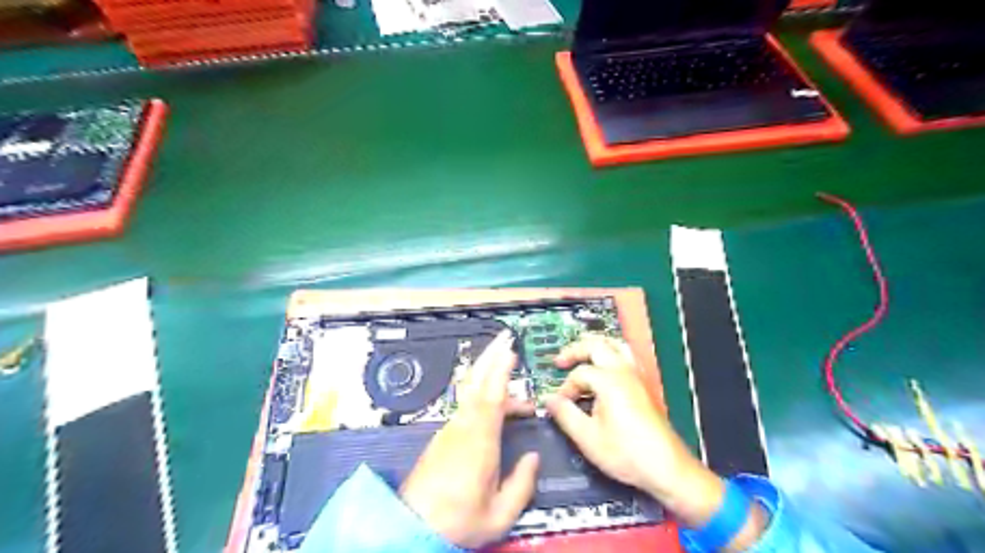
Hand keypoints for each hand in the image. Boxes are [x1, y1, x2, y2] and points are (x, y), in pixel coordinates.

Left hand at [397, 333, 537, 547]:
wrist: (411, 528)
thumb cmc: (456, 522)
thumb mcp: (498, 515)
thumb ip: (521, 485)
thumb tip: (532, 459)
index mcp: (478, 442)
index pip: (491, 396)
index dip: (501, 370)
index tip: (510, 351)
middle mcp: (462, 428)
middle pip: (476, 382)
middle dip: (490, 356)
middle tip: (504, 338)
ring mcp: (450, 429)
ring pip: (471, 393)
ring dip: (490, 377)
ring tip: (513, 380)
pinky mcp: (444, 436)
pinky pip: (466, 405)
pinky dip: (483, 395)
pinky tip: (496, 405)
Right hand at [546, 337, 721, 523]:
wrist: (666, 467)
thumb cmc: (626, 453)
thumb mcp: (588, 438)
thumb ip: (565, 414)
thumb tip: (549, 399)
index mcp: (610, 381)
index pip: (580, 373)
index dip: (566, 387)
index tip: (560, 405)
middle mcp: (624, 372)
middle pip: (597, 345)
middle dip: (575, 350)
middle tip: (560, 361)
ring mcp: (637, 376)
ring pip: (615, 345)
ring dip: (595, 346)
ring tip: (581, 354)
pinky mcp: (644, 385)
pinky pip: (626, 356)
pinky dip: (611, 353)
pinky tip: (605, 366)